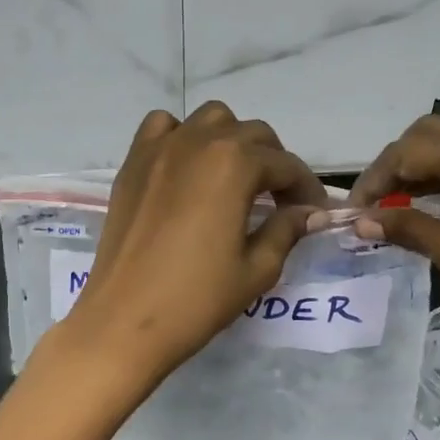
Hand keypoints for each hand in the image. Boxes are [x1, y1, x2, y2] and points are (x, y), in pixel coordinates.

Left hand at [61, 102, 328, 397]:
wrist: (125, 320)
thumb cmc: (196, 299)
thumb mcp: (257, 269)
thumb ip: (287, 229)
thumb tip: (310, 212)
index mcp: (235, 164)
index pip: (285, 164)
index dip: (306, 188)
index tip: (314, 212)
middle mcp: (199, 141)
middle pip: (252, 134)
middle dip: (274, 162)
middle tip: (279, 200)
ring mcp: (161, 148)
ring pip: (210, 119)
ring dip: (231, 140)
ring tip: (235, 177)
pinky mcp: (133, 162)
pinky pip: (163, 126)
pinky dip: (182, 135)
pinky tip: (187, 167)